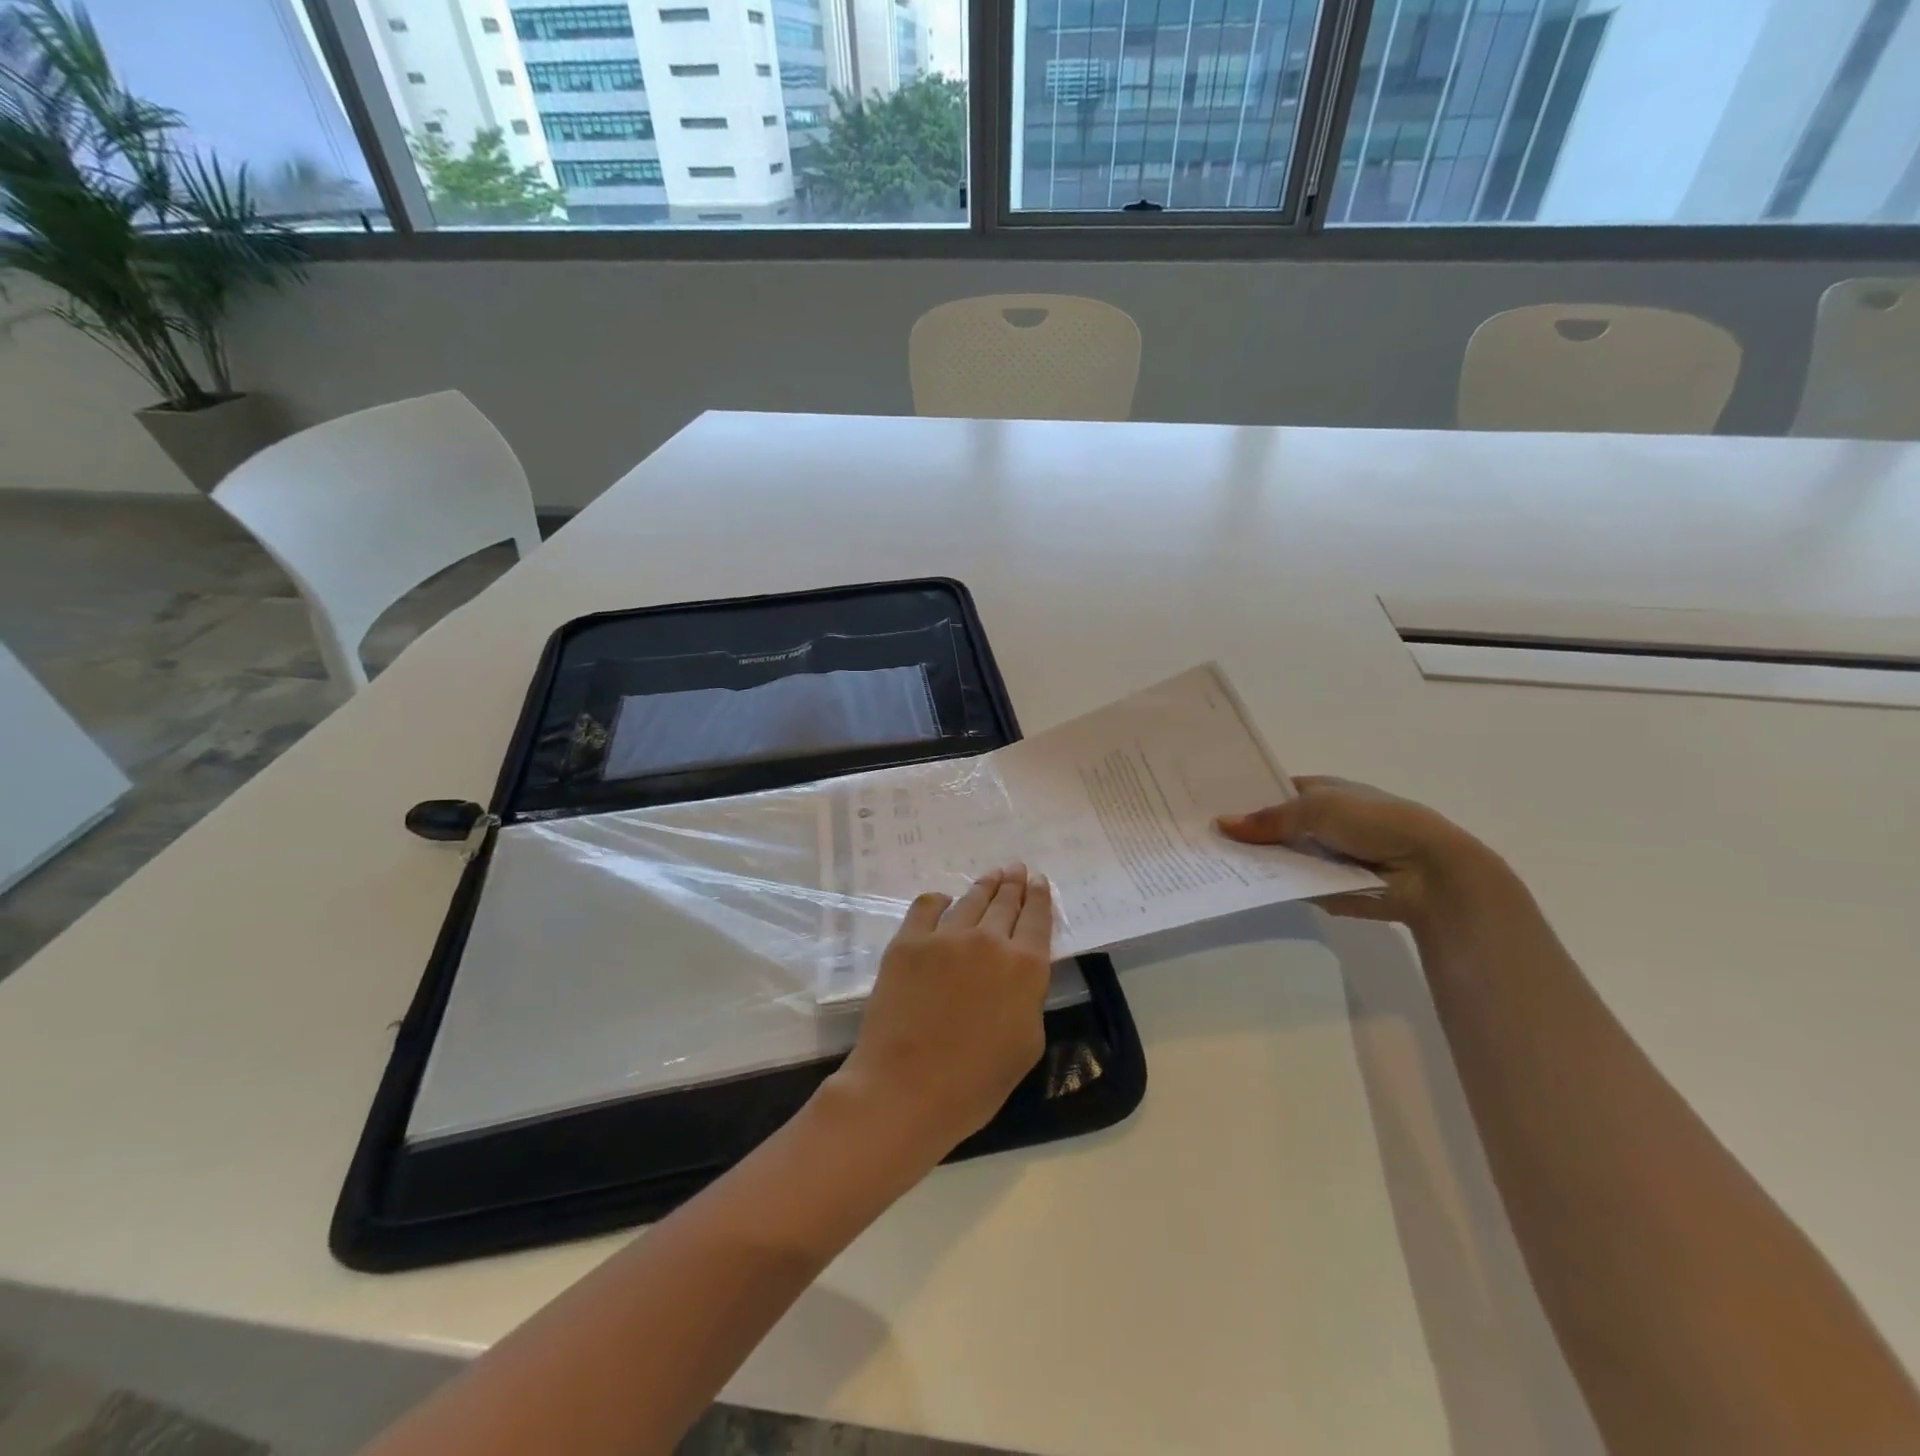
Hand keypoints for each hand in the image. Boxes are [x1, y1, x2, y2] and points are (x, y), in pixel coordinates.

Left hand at [832, 865, 1053, 1155]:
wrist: (906, 1089)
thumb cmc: (975, 1083)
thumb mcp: (1027, 1044)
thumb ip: (1029, 998)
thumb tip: (1018, 974)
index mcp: (1025, 967)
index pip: (1037, 918)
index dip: (1040, 896)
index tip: (1039, 881)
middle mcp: (989, 940)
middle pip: (1005, 902)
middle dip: (1014, 883)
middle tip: (1016, 868)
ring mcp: (945, 937)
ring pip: (970, 900)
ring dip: (984, 885)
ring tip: (991, 875)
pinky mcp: (908, 942)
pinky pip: (927, 907)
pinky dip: (940, 901)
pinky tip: (944, 902)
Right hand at [1218, 777, 1508, 927]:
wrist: (1426, 872)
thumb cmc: (1375, 822)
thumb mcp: (1317, 808)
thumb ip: (1268, 819)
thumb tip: (1221, 824)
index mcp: (1319, 792)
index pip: (1271, 792)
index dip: (1242, 796)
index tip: (1204, 804)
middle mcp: (1317, 821)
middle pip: (1269, 826)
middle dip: (1241, 831)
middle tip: (1196, 836)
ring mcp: (1318, 855)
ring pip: (1275, 856)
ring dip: (1250, 859)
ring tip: (1203, 861)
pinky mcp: (1321, 886)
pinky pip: (1287, 883)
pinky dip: (1266, 884)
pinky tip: (1230, 884)